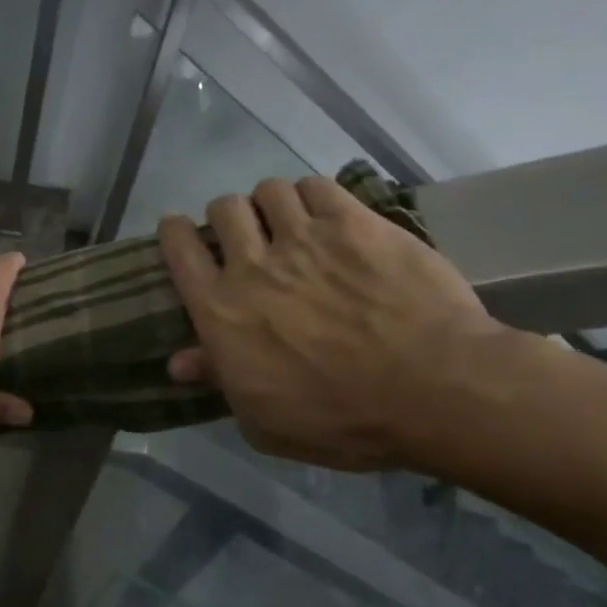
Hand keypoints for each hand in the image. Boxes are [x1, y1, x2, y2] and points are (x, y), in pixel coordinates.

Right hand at [158, 176, 506, 470]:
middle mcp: (252, 264)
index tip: (180, 234)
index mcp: (220, 310)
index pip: (179, 249)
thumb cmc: (339, 417)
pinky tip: (325, 213)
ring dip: (271, 204)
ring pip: (268, 190)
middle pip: (223, 210)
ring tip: (288, 221)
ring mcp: (305, 238)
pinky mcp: (355, 224)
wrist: (432, 389)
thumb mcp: (263, 420)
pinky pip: (317, 186)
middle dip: (227, 218)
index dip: (174, 233)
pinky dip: (312, 195)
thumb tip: (179, 362)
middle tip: (245, 235)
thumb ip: (218, 380)